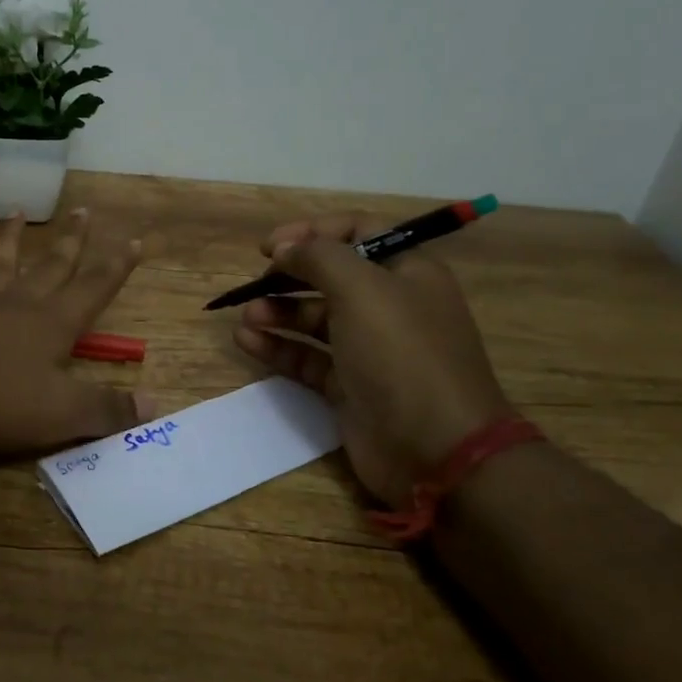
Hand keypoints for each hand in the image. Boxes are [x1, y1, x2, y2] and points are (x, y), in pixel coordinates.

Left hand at [0, 210, 153, 455]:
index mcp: (50, 324)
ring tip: (17, 213)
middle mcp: (15, 305)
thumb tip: (154, 403)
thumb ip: (105, 410)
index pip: (93, 288)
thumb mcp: (58, 415)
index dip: (117, 267)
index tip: (134, 240)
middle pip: (50, 266)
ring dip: (10, 240)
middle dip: (70, 241)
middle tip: (82, 211)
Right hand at [232, 213, 510, 501]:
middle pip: (331, 276)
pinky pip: (307, 357)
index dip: (313, 231)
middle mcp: (389, 306)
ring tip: (248, 315)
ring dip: (278, 311)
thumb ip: (318, 257)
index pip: (358, 233)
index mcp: (407, 272)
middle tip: (256, 282)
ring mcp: (368, 349)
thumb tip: (285, 249)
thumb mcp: (361, 289)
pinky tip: (246, 341)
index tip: (271, 246)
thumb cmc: (401, 354)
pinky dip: (277, 346)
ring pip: (315, 318)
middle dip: (290, 275)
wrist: (435, 449)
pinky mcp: (349, 386)